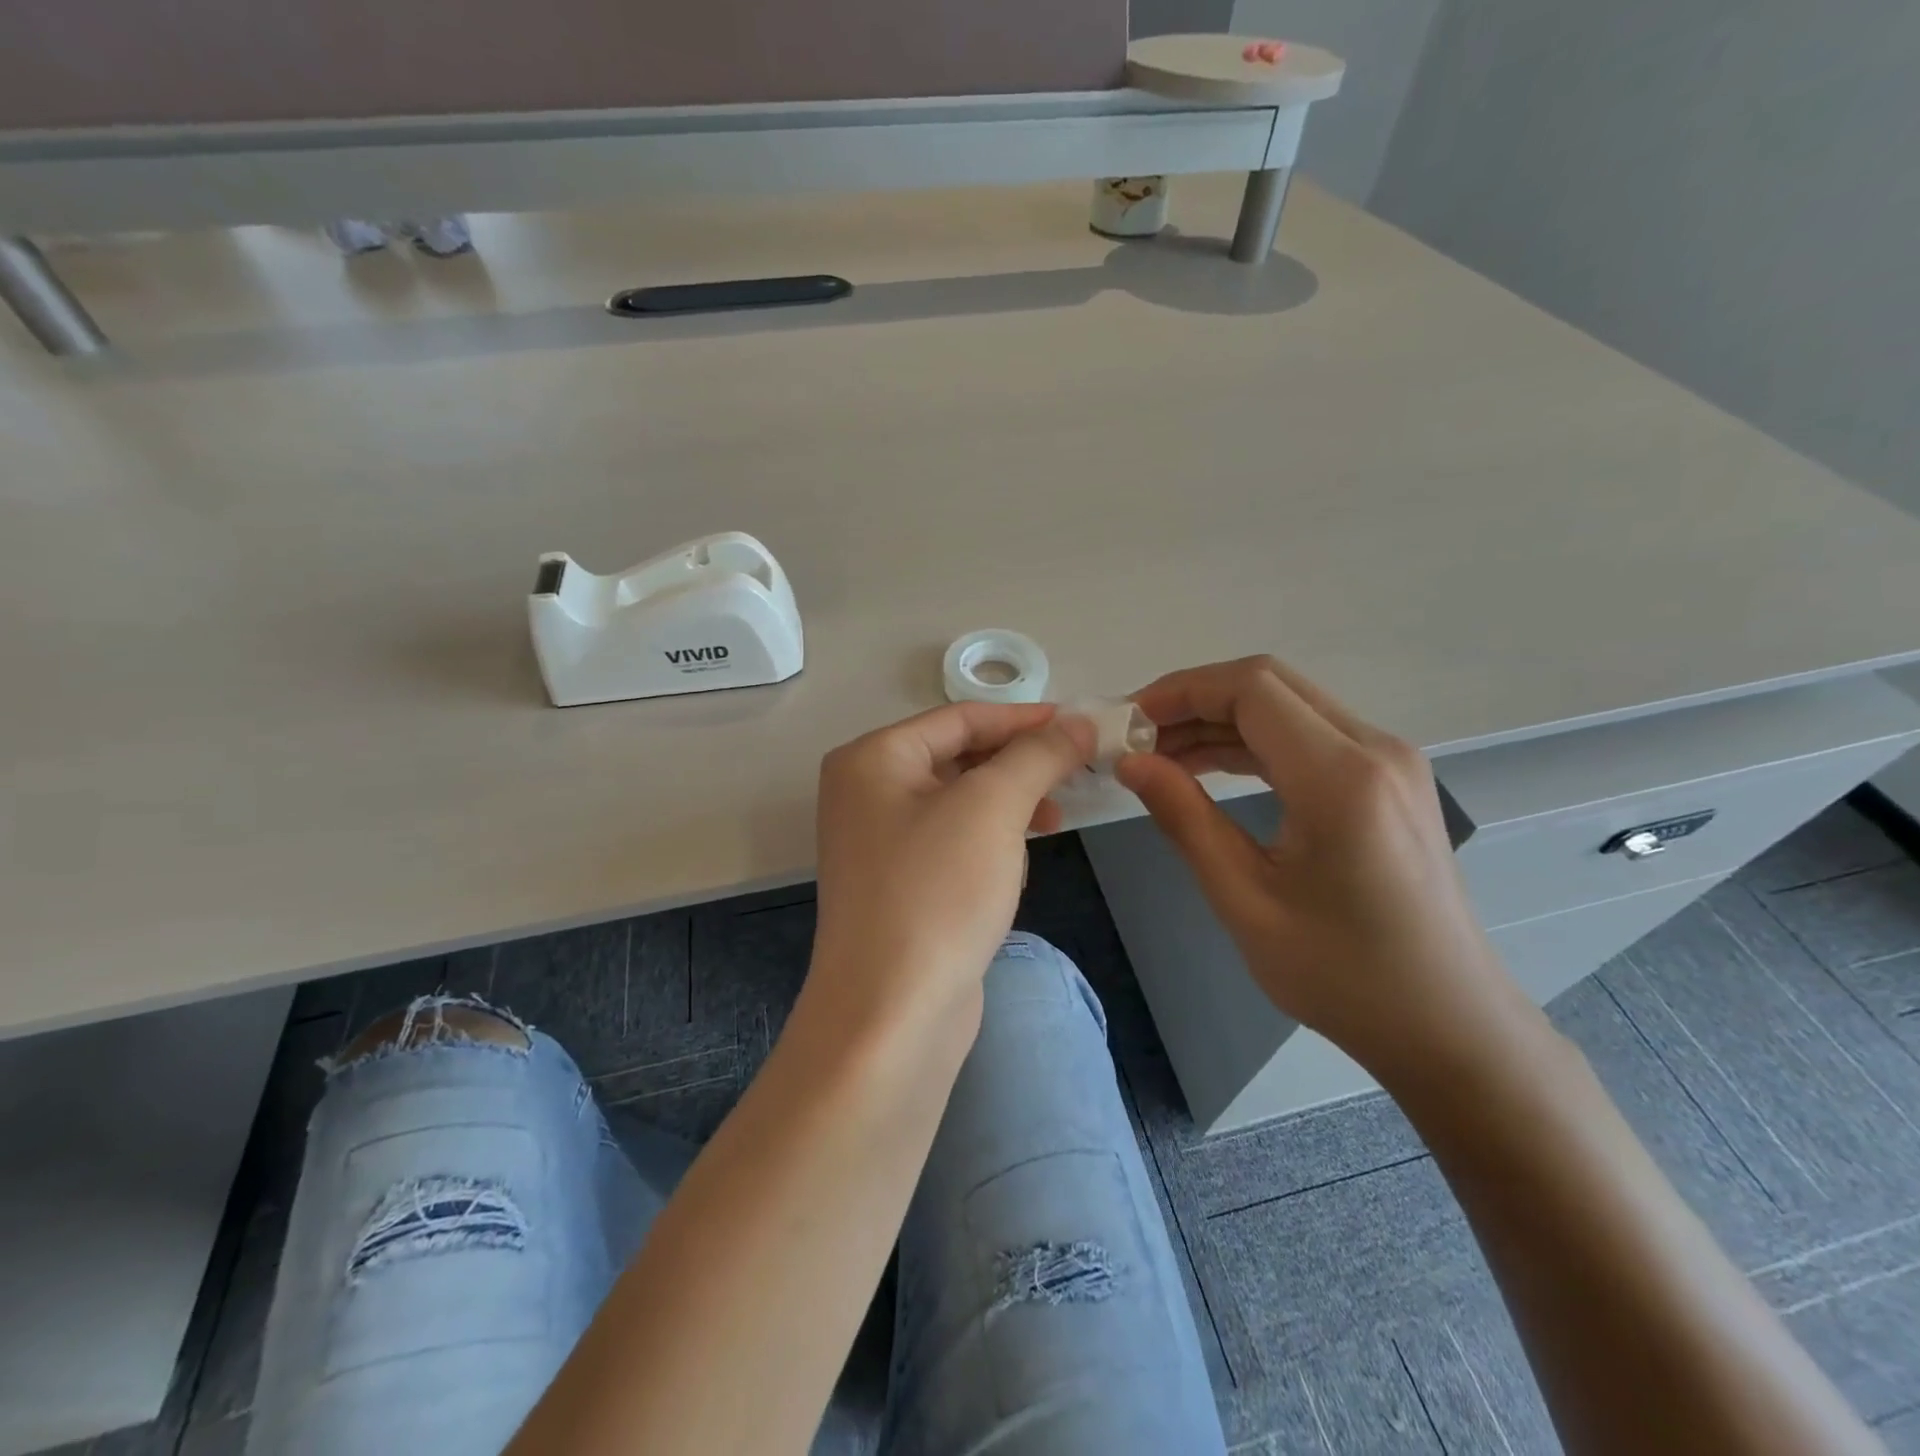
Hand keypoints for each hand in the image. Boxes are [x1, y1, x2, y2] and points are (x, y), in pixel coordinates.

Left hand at [806, 702, 1092, 1049]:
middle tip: (1077, 771)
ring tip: (1055, 817)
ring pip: (960, 801)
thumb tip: (1078, 721)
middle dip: (1019, 763)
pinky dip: (991, 839)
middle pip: (959, 757)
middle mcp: (867, 792)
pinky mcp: (900, 884)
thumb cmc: (937, 893)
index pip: (959, 718)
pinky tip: (1020, 859)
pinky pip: (954, 841)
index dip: (1023, 718)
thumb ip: (1037, 756)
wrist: (892, 1015)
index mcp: (873, 760)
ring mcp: (880, 842)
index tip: (1080, 725)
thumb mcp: (992, 808)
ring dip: (1010, 802)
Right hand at [1115, 656, 1532, 1081]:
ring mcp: (1391, 761)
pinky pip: (1311, 735)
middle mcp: (1375, 749)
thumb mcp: (1244, 900)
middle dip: (1195, 699)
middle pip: (1270, 683)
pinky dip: (1254, 740)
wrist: (1447, 1024)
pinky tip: (1211, 767)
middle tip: (1138, 737)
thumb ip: (1184, 819)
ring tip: (1162, 755)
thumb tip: (1130, 763)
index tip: (1127, 722)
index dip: (1181, 692)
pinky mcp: (1390, 779)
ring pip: (1289, 705)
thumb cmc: (1341, 974)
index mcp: (1341, 778)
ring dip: (1221, 719)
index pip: (1250, 689)